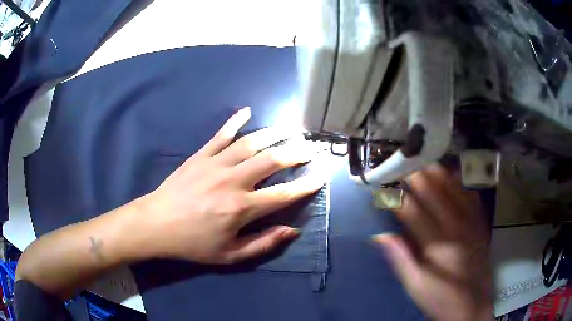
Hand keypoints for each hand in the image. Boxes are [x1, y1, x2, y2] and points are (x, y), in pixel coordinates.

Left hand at [137, 107, 324, 263]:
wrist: (156, 224)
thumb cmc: (193, 243)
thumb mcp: (230, 255)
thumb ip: (263, 244)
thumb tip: (292, 230)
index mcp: (242, 208)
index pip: (284, 193)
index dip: (307, 184)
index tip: (322, 174)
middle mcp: (233, 181)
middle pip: (272, 160)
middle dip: (296, 152)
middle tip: (311, 147)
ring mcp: (215, 164)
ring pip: (251, 143)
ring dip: (274, 134)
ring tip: (290, 129)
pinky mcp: (200, 156)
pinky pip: (221, 134)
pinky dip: (235, 122)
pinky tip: (247, 111)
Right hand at [374, 166, 492, 320]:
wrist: (472, 307)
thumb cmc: (441, 299)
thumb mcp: (416, 286)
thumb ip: (401, 259)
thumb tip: (381, 236)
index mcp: (437, 246)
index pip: (415, 214)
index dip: (399, 197)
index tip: (386, 185)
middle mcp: (456, 230)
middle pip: (436, 197)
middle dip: (419, 178)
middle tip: (406, 163)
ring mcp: (472, 225)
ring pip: (456, 193)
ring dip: (442, 176)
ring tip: (428, 162)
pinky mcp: (481, 227)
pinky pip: (473, 199)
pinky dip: (464, 186)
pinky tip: (457, 176)